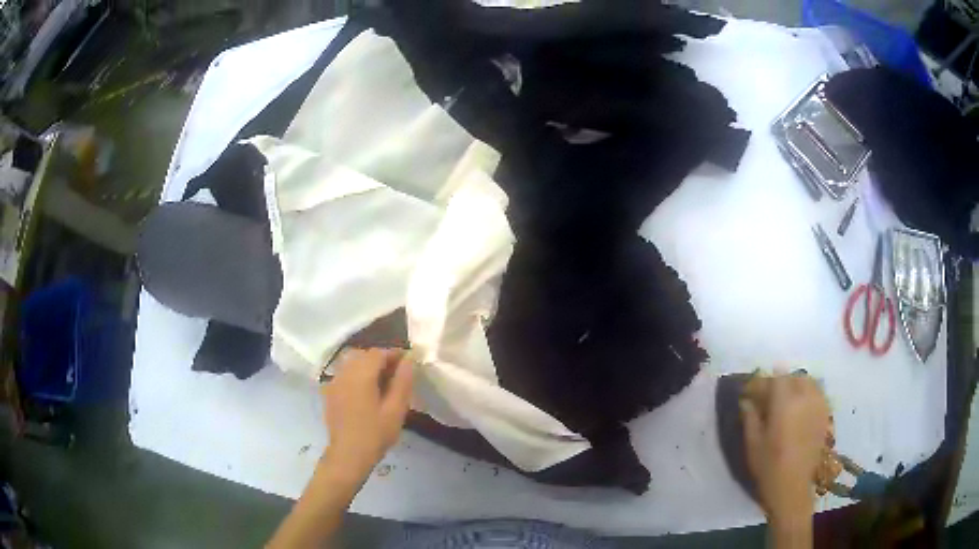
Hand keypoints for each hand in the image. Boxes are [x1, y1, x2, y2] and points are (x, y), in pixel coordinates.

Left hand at [321, 348, 413, 481]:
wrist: (348, 454)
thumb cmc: (375, 433)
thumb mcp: (396, 410)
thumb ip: (402, 382)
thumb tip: (408, 360)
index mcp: (361, 375)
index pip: (378, 353)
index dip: (394, 354)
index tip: (408, 362)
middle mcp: (344, 372)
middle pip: (363, 355)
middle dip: (381, 359)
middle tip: (396, 374)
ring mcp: (334, 382)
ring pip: (352, 363)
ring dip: (367, 366)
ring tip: (382, 382)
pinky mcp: (329, 392)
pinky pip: (344, 373)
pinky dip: (356, 375)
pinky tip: (365, 391)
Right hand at [741, 373, 830, 524]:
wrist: (792, 487)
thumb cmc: (769, 466)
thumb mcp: (753, 443)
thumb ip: (750, 417)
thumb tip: (746, 400)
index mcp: (785, 403)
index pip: (775, 378)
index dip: (761, 383)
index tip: (750, 393)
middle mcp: (805, 398)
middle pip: (793, 377)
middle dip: (779, 382)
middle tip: (767, 396)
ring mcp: (818, 406)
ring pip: (808, 383)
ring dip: (795, 386)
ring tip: (785, 400)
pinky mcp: (825, 415)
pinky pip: (817, 394)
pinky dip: (808, 394)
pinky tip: (799, 408)